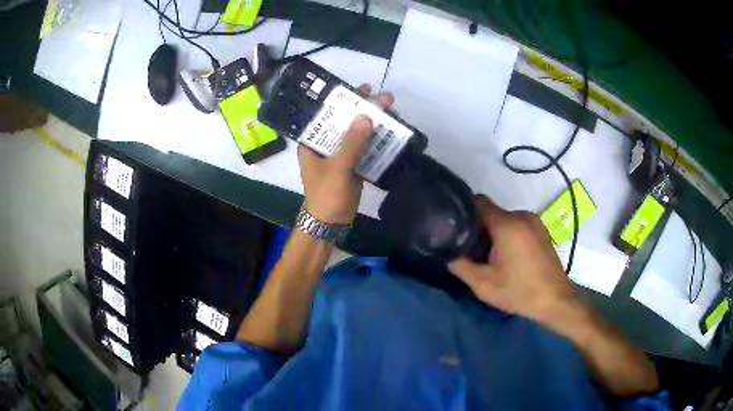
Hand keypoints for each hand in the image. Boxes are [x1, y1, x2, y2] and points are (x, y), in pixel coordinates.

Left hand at [299, 85, 393, 223]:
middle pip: (345, 121)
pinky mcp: (352, 164)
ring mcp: (340, 154)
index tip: (362, 89)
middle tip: (385, 99)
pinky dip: (377, 140)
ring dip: (373, 124)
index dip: (343, 100)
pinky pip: (365, 147)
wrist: (330, 224)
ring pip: (357, 133)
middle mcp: (325, 144)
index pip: (327, 114)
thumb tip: (366, 116)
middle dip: (364, 109)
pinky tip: (391, 132)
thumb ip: (351, 144)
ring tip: (393, 112)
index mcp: (312, 142)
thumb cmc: (326, 196)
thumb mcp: (337, 169)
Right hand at [450, 195, 581, 327]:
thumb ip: (460, 265)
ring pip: (505, 219)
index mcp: (507, 224)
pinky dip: (508, 235)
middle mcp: (521, 216)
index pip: (478, 202)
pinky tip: (508, 257)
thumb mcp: (483, 284)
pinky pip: (518, 225)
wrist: (555, 299)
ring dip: (494, 233)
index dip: (464, 211)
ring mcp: (534, 221)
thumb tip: (448, 253)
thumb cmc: (519, 291)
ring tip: (490, 256)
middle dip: (479, 227)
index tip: (455, 226)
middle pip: (492, 212)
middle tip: (471, 249)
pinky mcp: (541, 230)